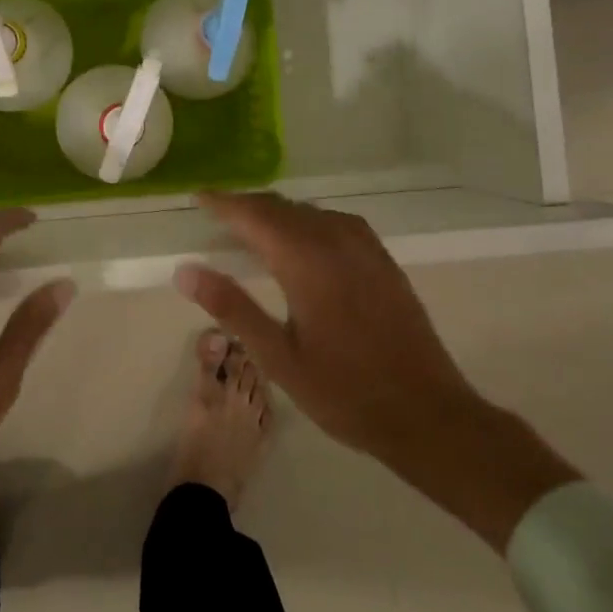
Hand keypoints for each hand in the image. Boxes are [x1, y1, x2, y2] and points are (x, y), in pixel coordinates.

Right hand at [179, 191, 578, 550]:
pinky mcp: (381, 258)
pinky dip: (306, 220)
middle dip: (246, 206)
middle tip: (217, 214)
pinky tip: (301, 240)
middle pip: (281, 206)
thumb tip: (185, 271)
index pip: (254, 214)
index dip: (223, 203)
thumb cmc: (344, 391)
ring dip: (276, 212)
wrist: (426, 413)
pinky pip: (334, 221)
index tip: (198, 198)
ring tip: (251, 227)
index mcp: (305, 260)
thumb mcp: (278, 356)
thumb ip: (231, 307)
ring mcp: (364, 246)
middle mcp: (335, 240)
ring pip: (308, 211)